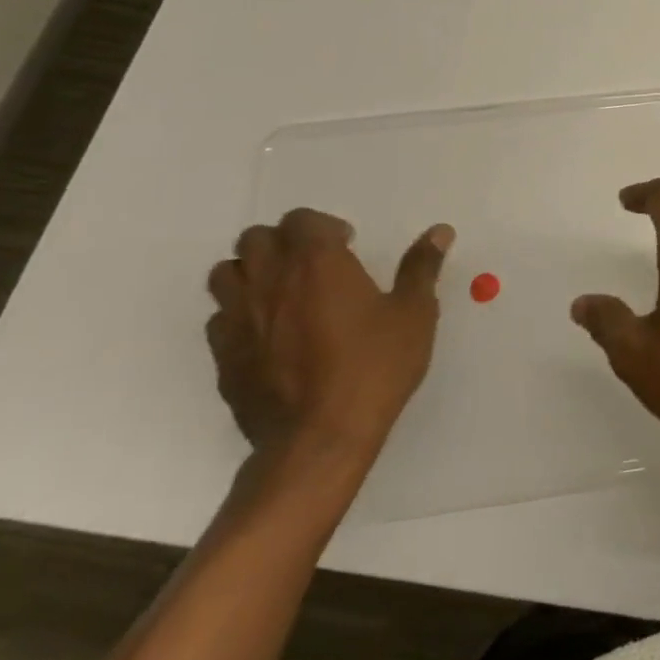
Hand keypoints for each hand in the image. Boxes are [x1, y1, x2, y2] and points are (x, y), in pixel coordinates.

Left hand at [206, 209, 452, 463]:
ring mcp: (239, 319)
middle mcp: (270, 280)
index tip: (348, 247)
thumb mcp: (414, 314)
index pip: (302, 220)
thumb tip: (440, 232)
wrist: (319, 439)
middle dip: (283, 243)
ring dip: (252, 273)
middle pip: (256, 239)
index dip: (324, 227)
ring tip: (285, 294)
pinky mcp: (223, 356)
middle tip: (314, 266)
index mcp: (317, 262)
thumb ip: (421, 268)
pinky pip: (219, 318)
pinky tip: (269, 335)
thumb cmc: (374, 367)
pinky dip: (239, 314)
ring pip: (227, 274)